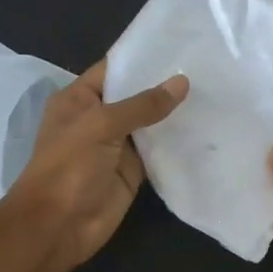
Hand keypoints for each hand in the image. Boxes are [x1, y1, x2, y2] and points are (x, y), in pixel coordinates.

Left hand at [1, 59, 187, 271]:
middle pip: (135, 96)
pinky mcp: (132, 172)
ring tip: (214, 92)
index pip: (114, 69)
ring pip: (149, 124)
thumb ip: (142, 105)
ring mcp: (116, 147)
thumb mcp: (102, 125)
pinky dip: (176, 143)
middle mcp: (98, 119)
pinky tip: (204, 128)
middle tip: (207, 68)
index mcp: (79, 99)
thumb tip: (182, 82)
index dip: (143, 58)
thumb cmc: (69, 167)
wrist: (58, 225)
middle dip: (164, 85)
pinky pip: (157, 152)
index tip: (181, 45)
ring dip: (174, 114)